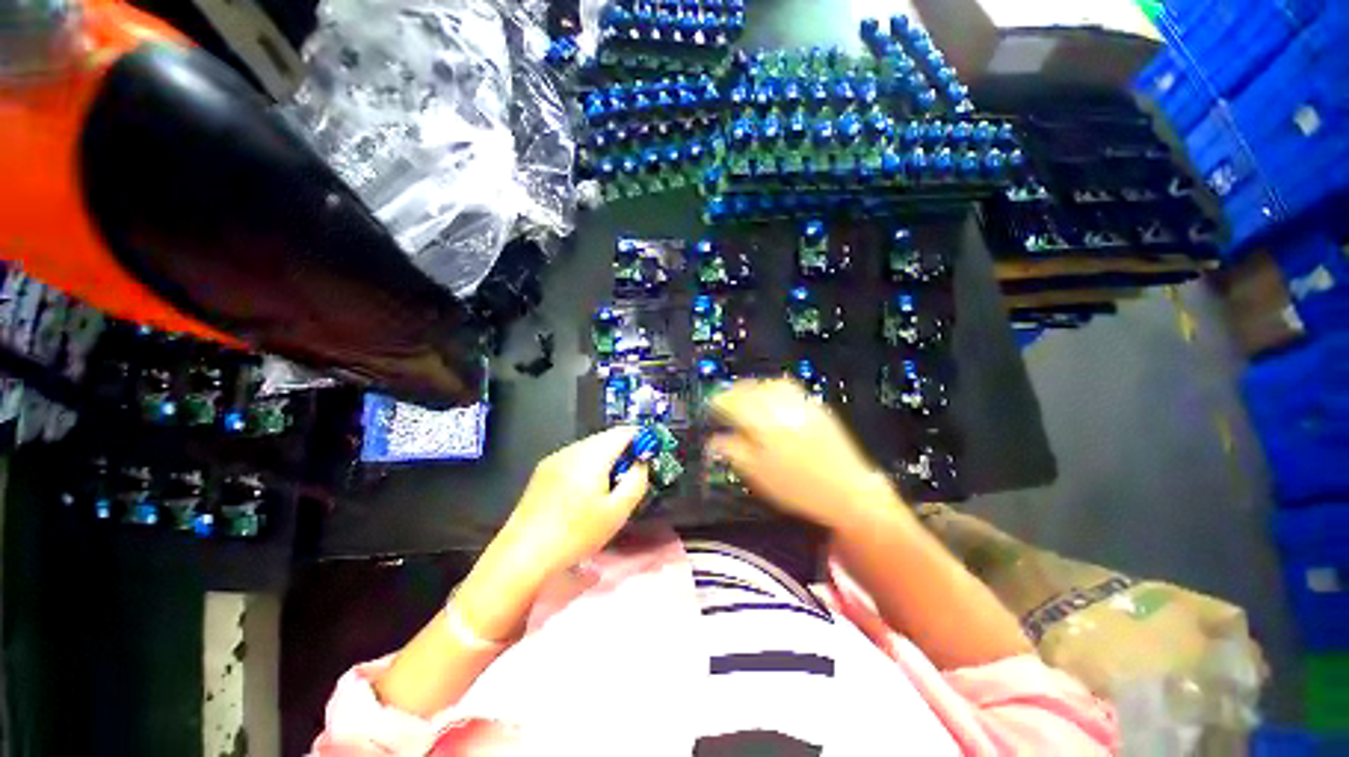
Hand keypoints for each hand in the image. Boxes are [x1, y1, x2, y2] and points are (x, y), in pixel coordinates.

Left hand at [492, 426, 650, 580]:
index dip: (641, 439)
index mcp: (592, 454)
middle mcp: (572, 449)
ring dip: (606, 460)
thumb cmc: (575, 533)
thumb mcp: (617, 511)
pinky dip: (588, 467)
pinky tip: (584, 495)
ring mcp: (555, 459)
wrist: (523, 555)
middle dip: (623, 453)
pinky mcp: (543, 471)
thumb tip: (642, 462)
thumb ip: (637, 479)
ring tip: (607, 491)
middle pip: (606, 439)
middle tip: (629, 479)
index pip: (624, 432)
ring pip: (590, 449)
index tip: (649, 457)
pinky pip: (575, 459)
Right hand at [708, 379, 900, 530]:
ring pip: (767, 384)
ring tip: (744, 400)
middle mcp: (779, 404)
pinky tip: (770, 400)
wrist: (847, 490)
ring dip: (751, 389)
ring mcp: (799, 402)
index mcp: (762, 420)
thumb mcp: (756, 474)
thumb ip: (732, 451)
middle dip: (732, 393)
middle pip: (749, 388)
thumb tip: (714, 440)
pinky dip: (772, 389)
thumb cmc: (796, 487)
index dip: (716, 404)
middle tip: (724, 405)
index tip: (710, 410)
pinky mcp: (814, 405)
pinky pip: (787, 387)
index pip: (731, 401)